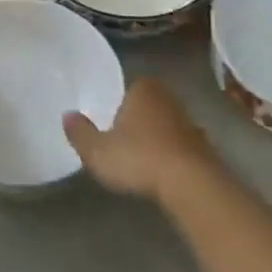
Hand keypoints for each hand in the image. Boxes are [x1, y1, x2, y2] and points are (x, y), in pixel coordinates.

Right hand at [65, 78, 217, 200]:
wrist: (190, 183)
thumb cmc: (139, 158)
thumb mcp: (98, 151)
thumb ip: (80, 133)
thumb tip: (67, 115)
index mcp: (143, 89)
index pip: (129, 88)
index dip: (119, 105)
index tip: (111, 124)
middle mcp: (169, 98)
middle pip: (149, 105)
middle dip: (138, 119)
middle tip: (123, 141)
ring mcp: (190, 121)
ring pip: (167, 124)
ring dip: (157, 138)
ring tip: (143, 160)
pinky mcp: (205, 146)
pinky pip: (181, 146)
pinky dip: (173, 155)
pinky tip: (163, 172)